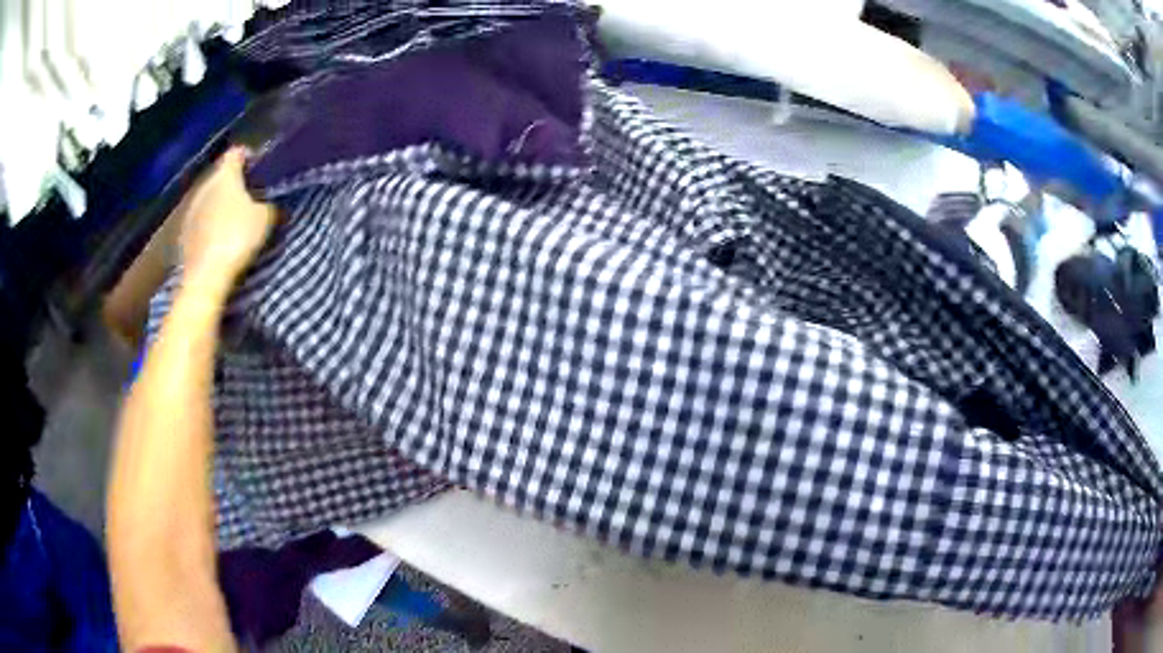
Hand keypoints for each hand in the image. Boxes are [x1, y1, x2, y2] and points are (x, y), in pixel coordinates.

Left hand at [179, 147, 276, 296]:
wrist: (206, 277)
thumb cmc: (237, 238)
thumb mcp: (265, 219)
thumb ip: (268, 204)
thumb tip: (269, 201)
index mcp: (225, 174)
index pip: (237, 153)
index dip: (249, 158)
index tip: (259, 169)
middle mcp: (205, 184)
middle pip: (221, 176)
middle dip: (233, 184)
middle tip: (249, 197)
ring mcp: (191, 209)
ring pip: (209, 198)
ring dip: (220, 204)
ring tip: (233, 219)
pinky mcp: (185, 232)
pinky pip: (201, 220)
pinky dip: (209, 224)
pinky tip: (218, 237)